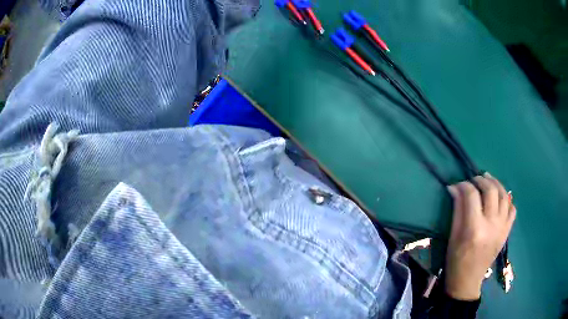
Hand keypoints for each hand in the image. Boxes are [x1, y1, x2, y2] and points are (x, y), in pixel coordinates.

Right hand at [445, 173, 515, 299]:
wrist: (468, 280)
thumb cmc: (456, 259)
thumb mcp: (453, 235)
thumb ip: (457, 209)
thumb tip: (455, 187)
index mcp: (475, 228)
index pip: (472, 195)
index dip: (464, 185)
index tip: (458, 184)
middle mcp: (492, 224)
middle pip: (491, 191)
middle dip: (482, 180)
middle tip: (474, 179)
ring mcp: (502, 227)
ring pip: (504, 196)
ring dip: (496, 184)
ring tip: (489, 180)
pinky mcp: (507, 231)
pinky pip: (512, 209)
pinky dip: (508, 200)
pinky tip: (501, 198)